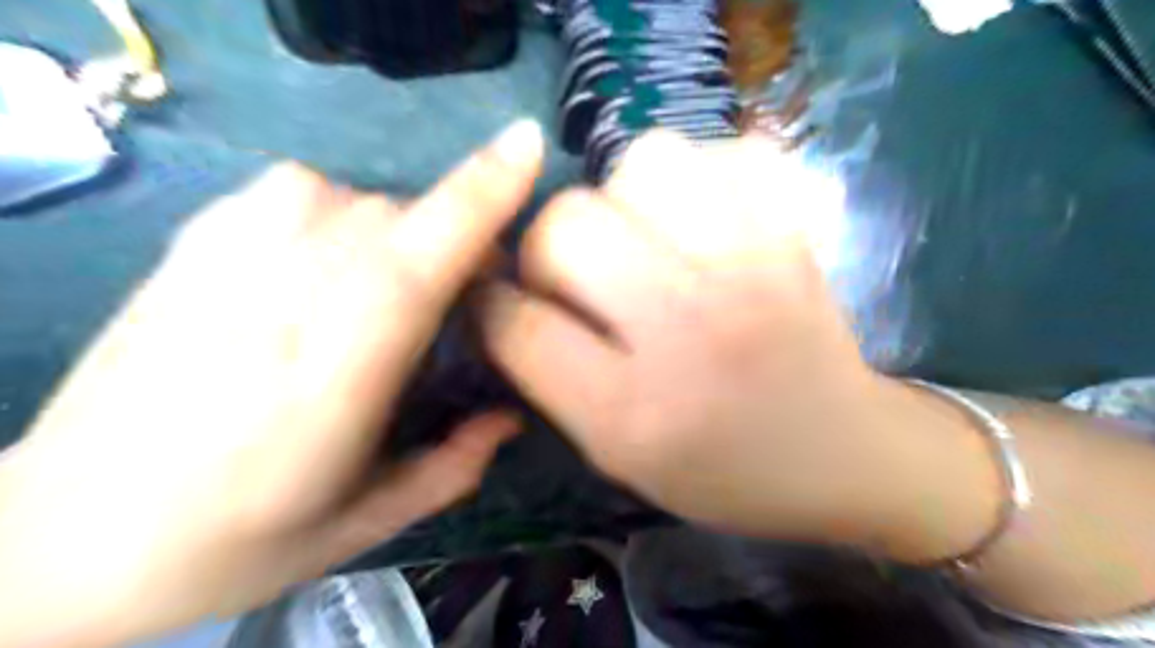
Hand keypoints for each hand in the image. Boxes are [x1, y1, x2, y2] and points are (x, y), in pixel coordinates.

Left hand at [1, 118, 546, 641]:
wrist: (60, 538)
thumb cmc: (231, 542)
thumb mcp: (362, 526)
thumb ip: (452, 467)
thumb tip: (513, 417)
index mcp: (328, 381)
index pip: (414, 262)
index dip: (477, 197)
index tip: (528, 145)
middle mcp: (279, 298)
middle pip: (403, 222)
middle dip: (455, 248)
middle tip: (459, 304)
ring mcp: (227, 254)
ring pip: (360, 200)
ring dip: (401, 238)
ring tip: (382, 296)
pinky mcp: (196, 237)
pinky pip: (307, 190)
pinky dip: (345, 216)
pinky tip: (325, 266)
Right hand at [483, 135, 940, 548]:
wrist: (840, 452)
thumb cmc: (721, 469)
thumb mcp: (616, 455)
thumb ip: (551, 379)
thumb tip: (506, 301)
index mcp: (631, 410)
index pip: (518, 324)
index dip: (492, 304)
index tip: (501, 299)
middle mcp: (686, 328)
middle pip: (567, 224)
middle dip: (549, 246)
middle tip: (577, 272)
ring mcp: (749, 268)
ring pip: (642, 161)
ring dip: (622, 196)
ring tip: (642, 236)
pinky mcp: (793, 233)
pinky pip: (726, 152)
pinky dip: (701, 175)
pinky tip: (702, 221)